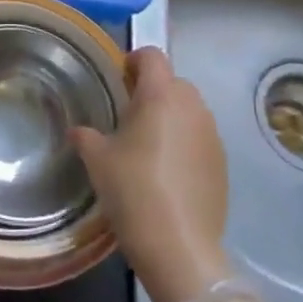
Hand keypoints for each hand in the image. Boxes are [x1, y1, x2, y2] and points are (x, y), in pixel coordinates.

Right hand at [72, 47, 231, 301]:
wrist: (178, 244)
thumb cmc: (132, 190)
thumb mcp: (97, 160)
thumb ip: (86, 136)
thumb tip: (79, 131)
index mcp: (161, 95)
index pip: (152, 56)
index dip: (133, 61)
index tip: (118, 79)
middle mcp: (192, 106)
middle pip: (172, 82)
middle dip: (151, 91)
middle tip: (127, 116)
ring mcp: (212, 134)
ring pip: (189, 110)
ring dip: (169, 117)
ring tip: (147, 145)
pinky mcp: (223, 162)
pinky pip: (200, 137)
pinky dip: (184, 142)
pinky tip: (167, 172)